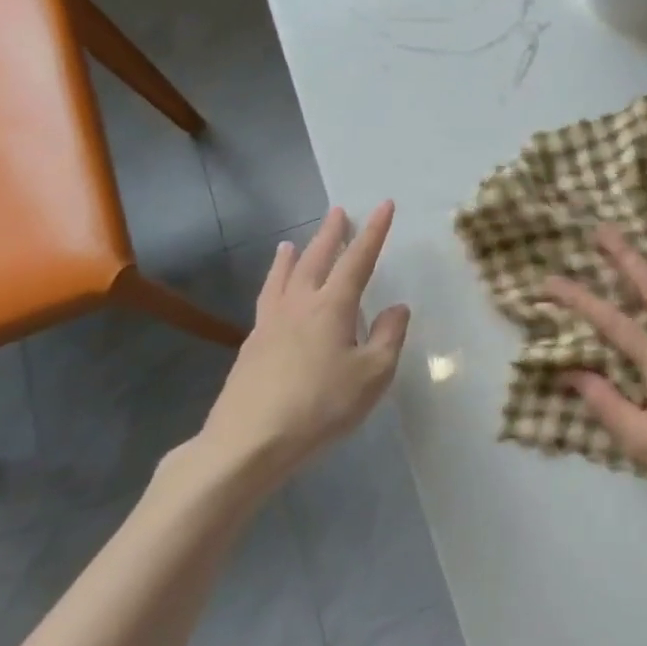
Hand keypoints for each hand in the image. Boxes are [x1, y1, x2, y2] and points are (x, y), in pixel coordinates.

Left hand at [177, 202, 409, 503]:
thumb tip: (396, 307)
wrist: (250, 441)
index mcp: (332, 306)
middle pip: (316, 259)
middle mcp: (299, 305)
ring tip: (292, 242)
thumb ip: (388, 337)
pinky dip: (274, 283)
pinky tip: (275, 294)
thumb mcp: (372, 374)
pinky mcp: (252, 345)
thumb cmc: (321, 405)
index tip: (384, 205)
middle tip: (338, 212)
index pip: (358, 259)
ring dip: (293, 255)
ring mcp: (270, 323)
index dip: (374, 231)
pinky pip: (267, 299)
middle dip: (331, 233)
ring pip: (283, 277)